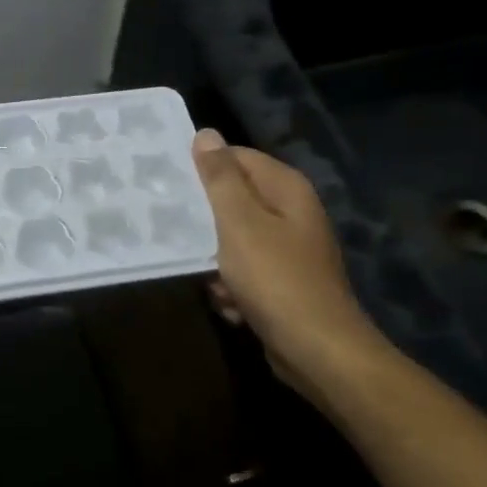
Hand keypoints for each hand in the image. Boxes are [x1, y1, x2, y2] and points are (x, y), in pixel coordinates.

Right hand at [191, 129, 388, 393]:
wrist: (318, 352)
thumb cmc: (275, 278)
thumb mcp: (239, 222)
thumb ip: (220, 178)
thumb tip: (206, 134)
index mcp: (286, 189)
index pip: (236, 158)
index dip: (203, 169)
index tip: (169, 183)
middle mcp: (292, 212)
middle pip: (234, 200)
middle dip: (205, 221)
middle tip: (175, 229)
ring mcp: (290, 250)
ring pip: (234, 240)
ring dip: (216, 261)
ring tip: (211, 277)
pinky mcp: (283, 283)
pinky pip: (245, 272)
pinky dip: (233, 287)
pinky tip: (229, 304)